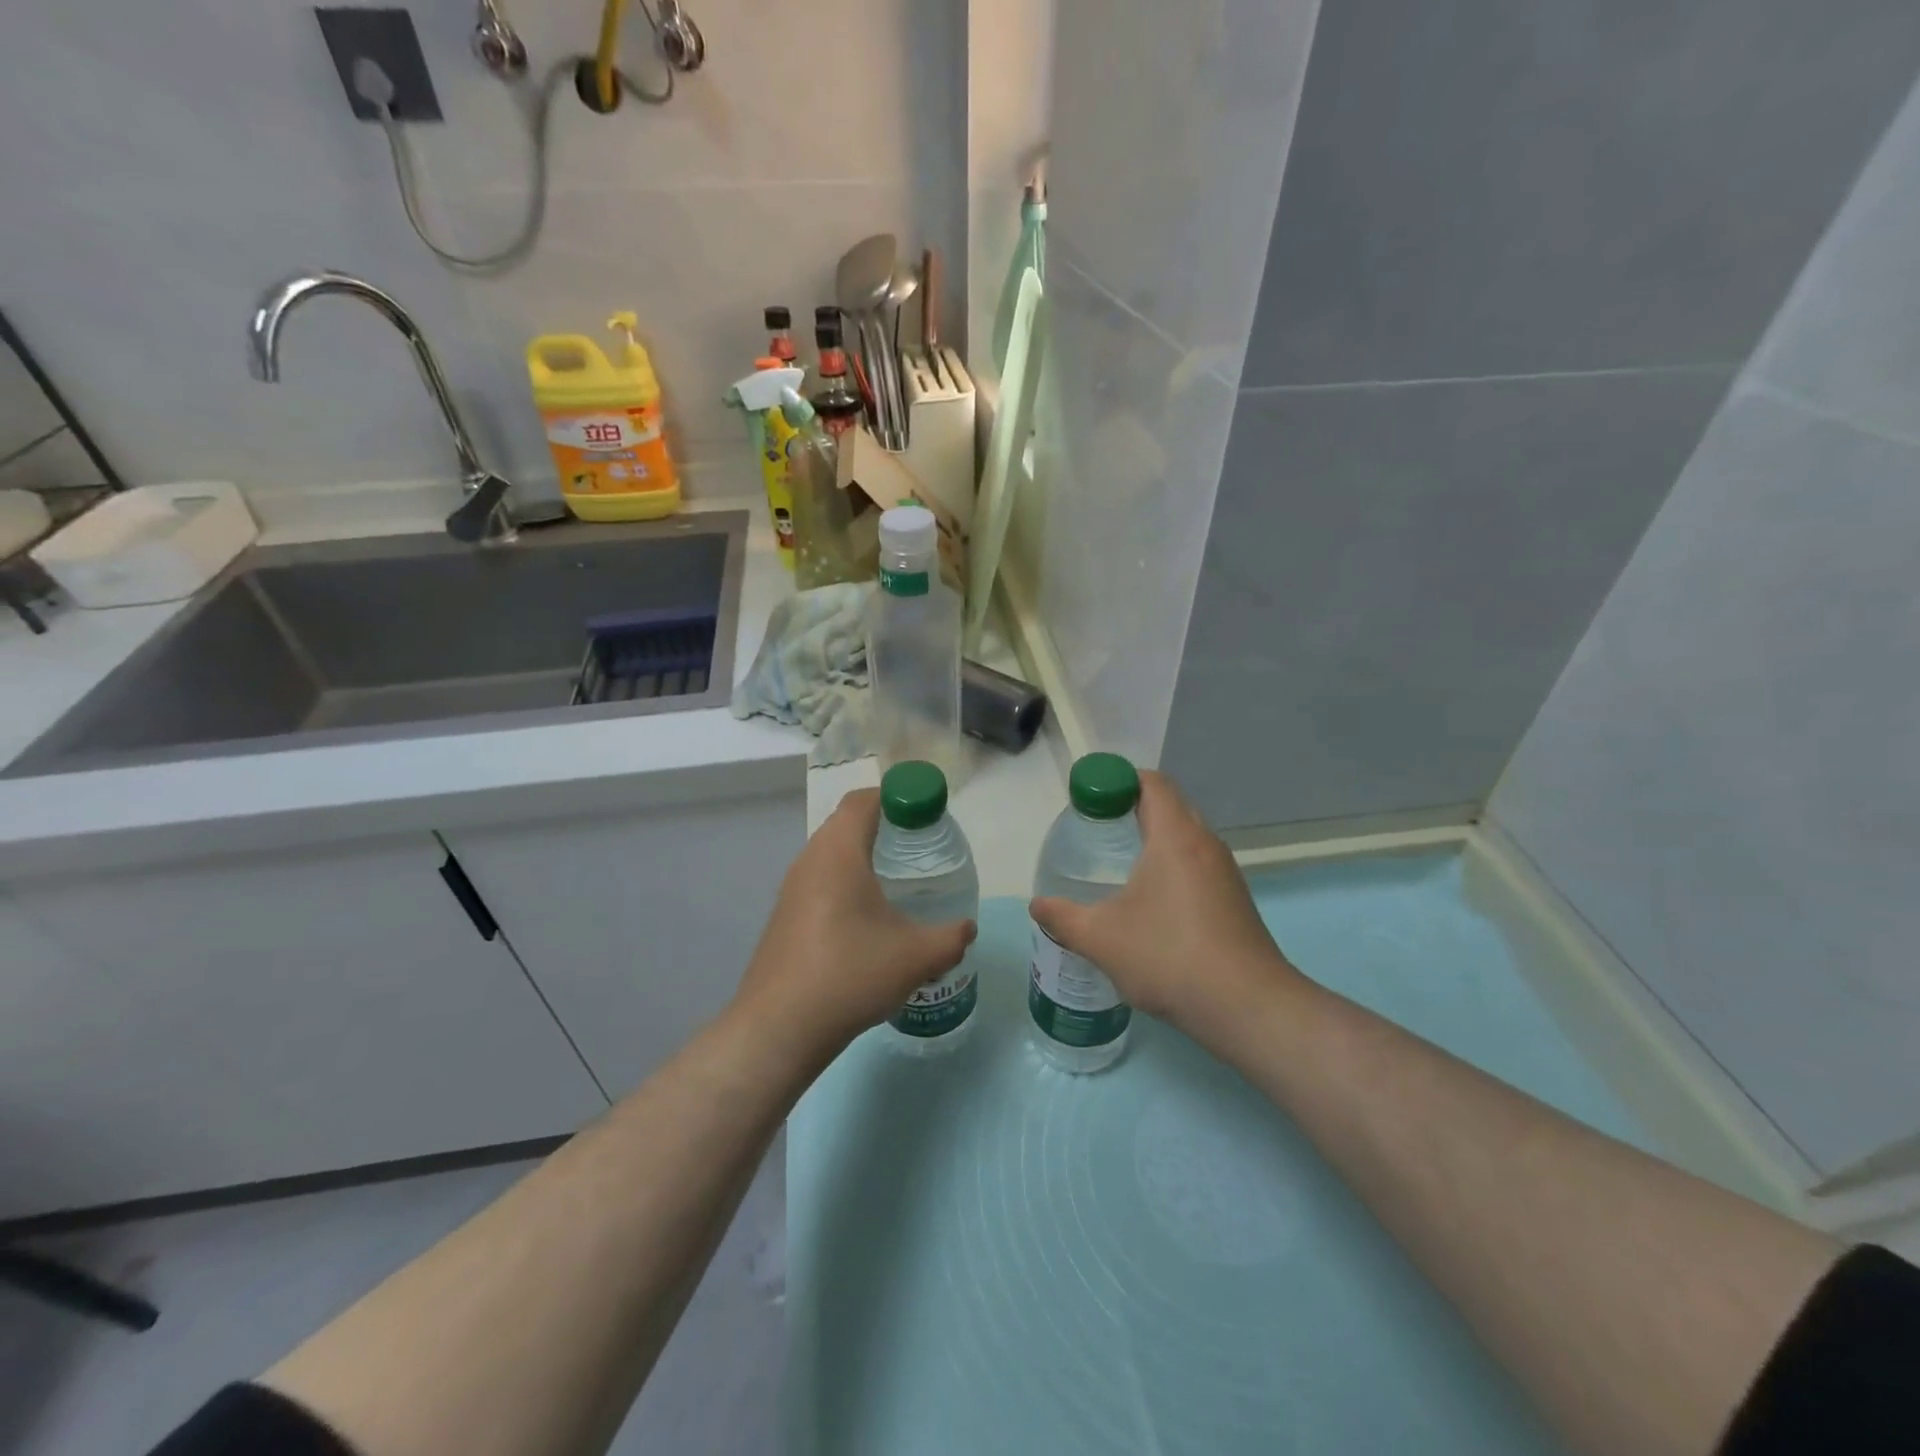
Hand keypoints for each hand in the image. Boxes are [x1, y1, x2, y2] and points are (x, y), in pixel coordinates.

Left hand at [731, 788, 975, 1059]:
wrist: (780, 1028)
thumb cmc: (850, 974)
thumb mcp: (917, 956)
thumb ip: (951, 937)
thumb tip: (967, 929)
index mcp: (838, 852)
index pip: (864, 800)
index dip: (896, 796)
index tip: (926, 813)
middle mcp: (810, 860)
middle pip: (847, 823)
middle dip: (885, 826)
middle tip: (920, 846)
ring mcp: (792, 890)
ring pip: (832, 855)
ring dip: (864, 857)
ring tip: (899, 883)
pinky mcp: (785, 917)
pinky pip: (821, 882)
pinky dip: (847, 884)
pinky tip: (869, 920)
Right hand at [1028, 771, 1299, 1035]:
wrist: (1247, 1007)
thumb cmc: (1168, 956)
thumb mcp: (1101, 938)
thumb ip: (1062, 917)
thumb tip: (1037, 906)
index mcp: (1175, 836)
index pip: (1151, 783)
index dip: (1118, 781)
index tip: (1089, 800)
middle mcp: (1205, 843)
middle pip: (1169, 805)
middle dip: (1131, 808)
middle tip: (1096, 830)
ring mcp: (1225, 873)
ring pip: (1185, 837)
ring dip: (1154, 839)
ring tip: (1118, 864)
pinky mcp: (1234, 900)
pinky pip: (1197, 865)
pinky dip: (1171, 866)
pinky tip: (1150, 902)